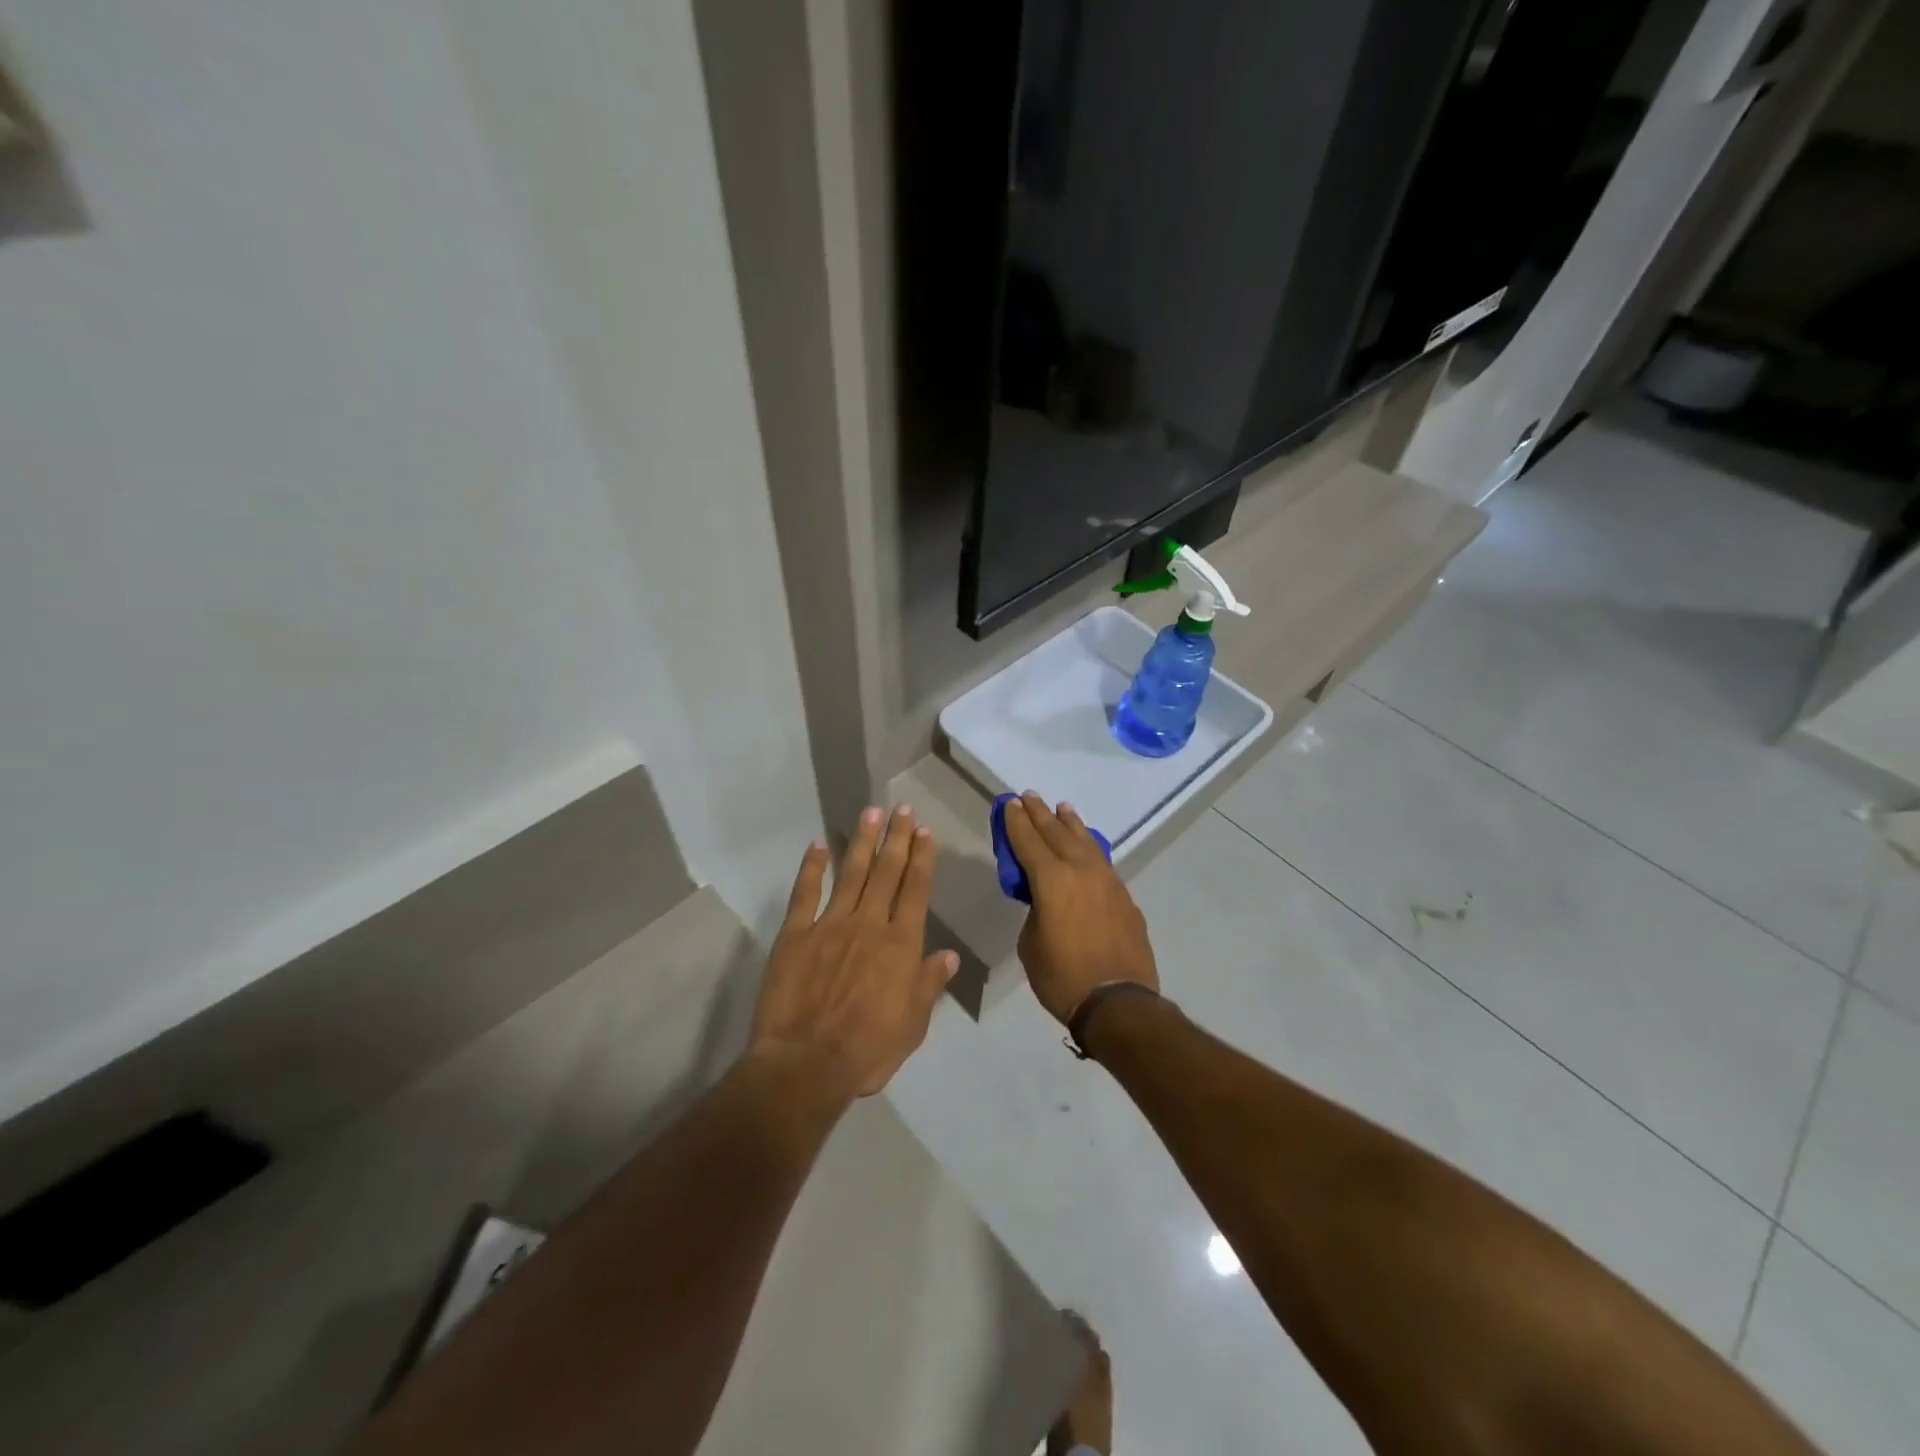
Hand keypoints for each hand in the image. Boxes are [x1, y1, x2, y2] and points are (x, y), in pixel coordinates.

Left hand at [748, 806, 958, 1099]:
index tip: (924, 832)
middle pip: (887, 872)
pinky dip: (812, 868)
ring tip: (871, 813)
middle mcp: (869, 924)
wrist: (806, 1063)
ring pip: (851, 873)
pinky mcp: (795, 934)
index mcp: (901, 945)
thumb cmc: (867, 1050)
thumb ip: (928, 985)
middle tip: (902, 809)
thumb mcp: (912, 1025)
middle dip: (897, 838)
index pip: (916, 890)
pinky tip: (817, 846)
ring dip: (862, 842)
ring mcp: (830, 925)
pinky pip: (805, 893)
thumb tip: (949, 955)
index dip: (922, 859)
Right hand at [1002, 793, 1157, 1025]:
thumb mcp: (1031, 943)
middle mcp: (1081, 870)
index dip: (1016, 822)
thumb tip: (1045, 901)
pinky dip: (1090, 847)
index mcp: (1052, 880)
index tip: (1010, 803)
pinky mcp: (1124, 896)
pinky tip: (1087, 846)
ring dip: (1070, 823)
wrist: (1118, 1002)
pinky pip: (1102, 862)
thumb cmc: (1062, 977)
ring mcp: (1107, 881)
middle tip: (1029, 796)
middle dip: (1040, 814)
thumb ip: (1035, 910)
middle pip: (1057, 833)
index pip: (1028, 841)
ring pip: (1085, 842)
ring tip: (1062, 808)